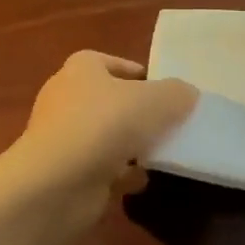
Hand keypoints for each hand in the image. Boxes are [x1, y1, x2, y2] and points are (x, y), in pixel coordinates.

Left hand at [10, 51, 195, 222]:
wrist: (58, 182)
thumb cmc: (106, 125)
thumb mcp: (157, 100)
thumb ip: (177, 93)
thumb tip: (186, 95)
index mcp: (81, 69)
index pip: (110, 63)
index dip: (137, 73)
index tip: (164, 91)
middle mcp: (66, 98)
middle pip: (110, 100)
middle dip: (138, 112)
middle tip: (169, 123)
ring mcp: (63, 137)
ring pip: (107, 136)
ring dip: (131, 145)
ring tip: (161, 153)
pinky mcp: (65, 171)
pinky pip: (101, 167)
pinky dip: (121, 173)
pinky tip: (141, 180)